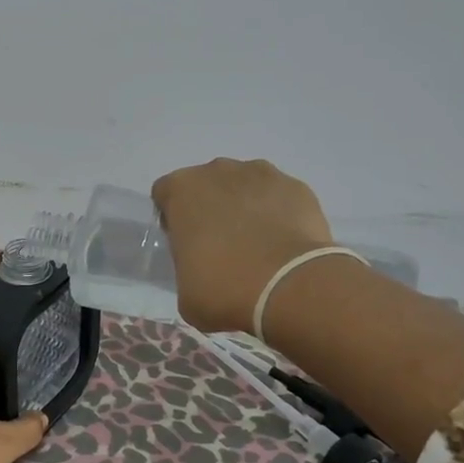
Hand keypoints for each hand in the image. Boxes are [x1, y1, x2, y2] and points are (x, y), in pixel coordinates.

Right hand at [151, 159, 334, 332]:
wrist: (288, 287)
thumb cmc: (224, 289)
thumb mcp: (185, 291)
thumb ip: (187, 266)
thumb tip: (204, 269)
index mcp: (182, 190)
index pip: (166, 194)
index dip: (174, 219)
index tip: (185, 244)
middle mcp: (218, 171)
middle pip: (207, 184)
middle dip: (211, 208)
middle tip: (221, 246)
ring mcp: (262, 174)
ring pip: (245, 186)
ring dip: (246, 207)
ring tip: (258, 246)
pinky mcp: (297, 187)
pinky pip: (279, 197)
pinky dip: (279, 214)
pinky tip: (284, 245)